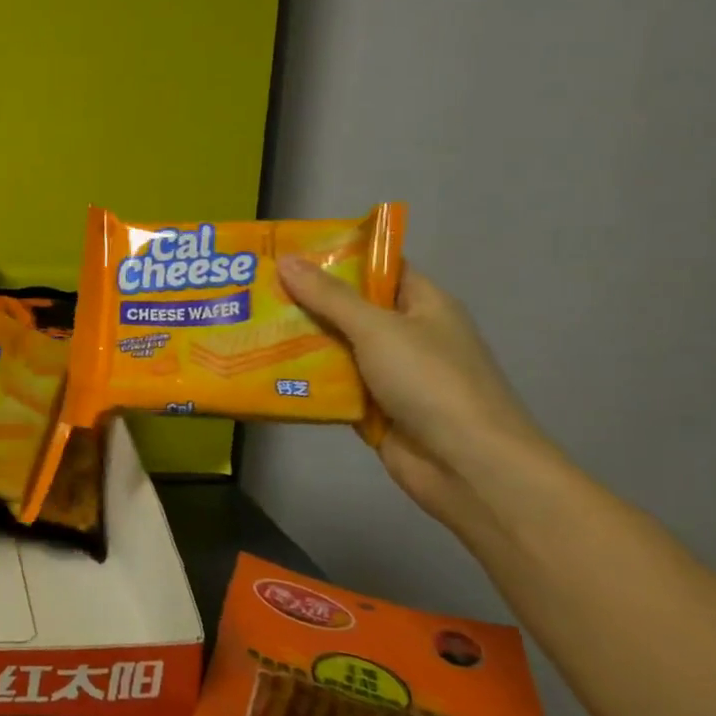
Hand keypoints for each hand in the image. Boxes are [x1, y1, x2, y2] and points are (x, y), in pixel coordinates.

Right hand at [275, 257, 552, 540]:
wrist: (467, 465)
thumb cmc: (432, 382)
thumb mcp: (378, 329)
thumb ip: (330, 297)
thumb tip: (286, 260)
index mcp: (423, 305)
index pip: (377, 267)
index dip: (337, 255)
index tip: (287, 249)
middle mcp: (406, 335)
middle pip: (349, 308)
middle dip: (304, 299)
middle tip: (254, 288)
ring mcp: (389, 374)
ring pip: (335, 348)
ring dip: (298, 340)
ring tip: (248, 324)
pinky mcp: (372, 408)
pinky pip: (331, 385)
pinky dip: (303, 379)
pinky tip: (262, 369)